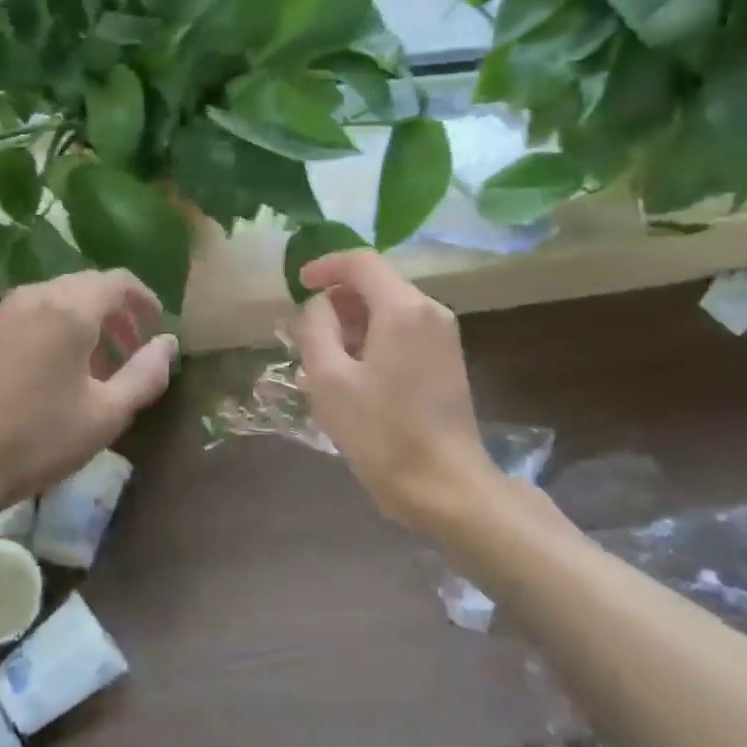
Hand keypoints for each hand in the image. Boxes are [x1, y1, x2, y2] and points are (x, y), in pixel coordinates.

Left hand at [0, 270, 175, 517]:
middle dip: (113, 313)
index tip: (156, 326)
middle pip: (84, 286)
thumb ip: (145, 374)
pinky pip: (21, 316)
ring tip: (88, 366)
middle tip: (127, 351)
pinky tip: (41, 372)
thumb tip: (167, 344)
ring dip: (79, 322)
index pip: (118, 281)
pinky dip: (45, 330)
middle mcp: (31, 296)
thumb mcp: (104, 416)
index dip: (144, 299)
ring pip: (50, 300)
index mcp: (69, 309)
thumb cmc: (33, 440)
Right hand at [296, 250, 500, 531]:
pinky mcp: (447, 360)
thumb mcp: (328, 379)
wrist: (444, 485)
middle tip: (306, 333)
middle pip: (377, 284)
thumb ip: (315, 328)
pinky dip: (374, 338)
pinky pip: (403, 331)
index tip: (298, 285)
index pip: (361, 261)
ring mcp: (444, 336)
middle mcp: (430, 311)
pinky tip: (354, 374)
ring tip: (324, 359)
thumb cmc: (381, 432)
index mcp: (403, 308)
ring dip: (353, 323)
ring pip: (389, 309)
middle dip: (337, 300)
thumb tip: (319, 305)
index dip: (325, 266)